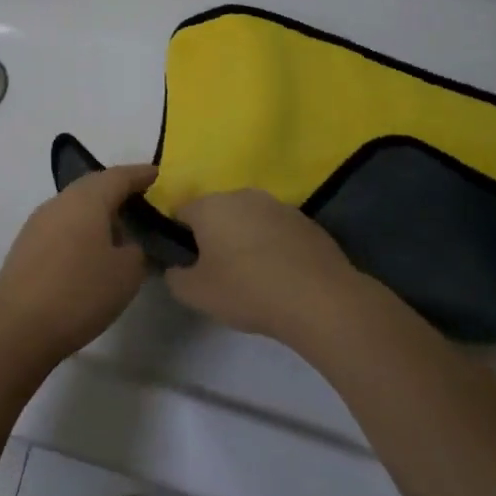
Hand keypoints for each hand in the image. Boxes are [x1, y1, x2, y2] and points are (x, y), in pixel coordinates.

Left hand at [0, 164, 158, 368]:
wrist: (19, 327)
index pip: (118, 177)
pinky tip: (90, 252)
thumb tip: (128, 243)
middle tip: (140, 200)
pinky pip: (62, 226)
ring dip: (98, 213)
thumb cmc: (81, 292)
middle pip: (93, 187)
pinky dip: (81, 230)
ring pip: (75, 207)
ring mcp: (38, 223)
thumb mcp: (127, 273)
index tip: (157, 174)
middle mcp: (59, 202)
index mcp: (86, 199)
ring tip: (119, 231)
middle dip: (117, 191)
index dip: (140, 174)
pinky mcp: (26, 245)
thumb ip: (136, 250)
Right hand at [164, 189, 361, 348]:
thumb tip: (175, 268)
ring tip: (252, 275)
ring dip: (245, 239)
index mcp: (210, 205)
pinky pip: (277, 230)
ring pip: (249, 219)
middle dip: (214, 235)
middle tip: (218, 271)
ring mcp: (278, 205)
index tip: (188, 264)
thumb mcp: (196, 294)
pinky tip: (281, 275)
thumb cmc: (248, 290)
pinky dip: (273, 246)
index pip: (180, 211)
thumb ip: (175, 276)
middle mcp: (242, 195)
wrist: (320, 300)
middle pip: (217, 212)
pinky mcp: (306, 221)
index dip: (179, 237)